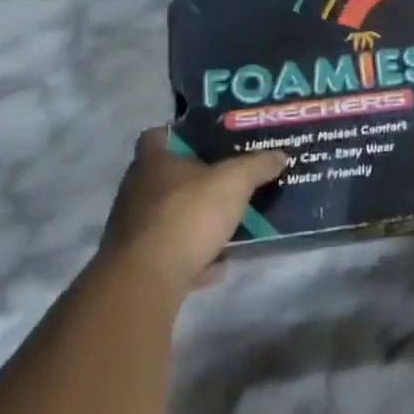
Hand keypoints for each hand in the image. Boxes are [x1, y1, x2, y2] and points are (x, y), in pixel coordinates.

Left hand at [102, 127, 287, 298]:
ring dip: (198, 222)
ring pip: (171, 217)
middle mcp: (137, 191)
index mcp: (153, 162)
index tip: (210, 141)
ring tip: (232, 224)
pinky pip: (172, 253)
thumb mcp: (235, 182)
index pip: (158, 135)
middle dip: (198, 182)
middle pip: (168, 178)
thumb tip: (279, 155)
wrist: (148, 279)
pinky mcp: (138, 263)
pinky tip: (219, 264)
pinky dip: (194, 257)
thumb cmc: (188, 214)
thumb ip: (257, 166)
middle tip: (232, 181)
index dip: (183, 134)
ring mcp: (134, 228)